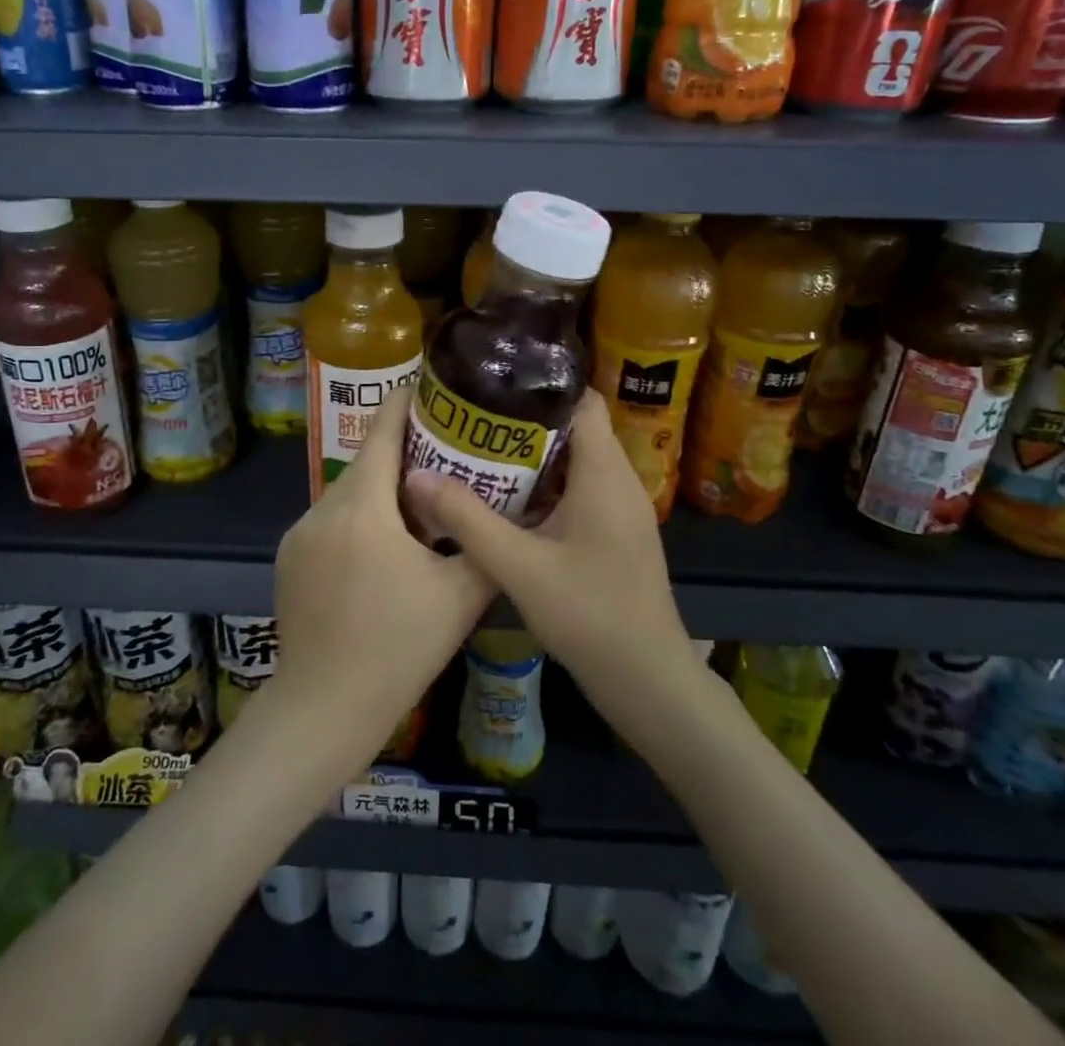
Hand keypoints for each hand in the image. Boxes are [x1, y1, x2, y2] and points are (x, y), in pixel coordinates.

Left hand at [270, 387, 494, 769]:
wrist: (324, 707)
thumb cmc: (398, 648)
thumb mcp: (460, 595)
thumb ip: (483, 542)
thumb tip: (507, 510)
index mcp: (363, 507)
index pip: (384, 431)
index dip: (408, 403)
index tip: (434, 389)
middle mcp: (323, 508)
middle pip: (367, 462)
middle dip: (404, 453)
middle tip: (446, 456)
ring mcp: (298, 533)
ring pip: (348, 493)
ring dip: (380, 491)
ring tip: (419, 507)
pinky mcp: (288, 558)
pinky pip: (329, 521)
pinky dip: (357, 519)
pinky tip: (380, 551)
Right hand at [402, 392, 691, 714]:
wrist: (647, 681)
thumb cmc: (590, 615)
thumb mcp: (519, 567)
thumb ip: (467, 519)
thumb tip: (416, 476)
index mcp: (604, 473)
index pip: (582, 399)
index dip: (540, 384)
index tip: (492, 384)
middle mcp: (618, 479)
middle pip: (574, 426)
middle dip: (523, 419)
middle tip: (471, 418)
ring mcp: (620, 507)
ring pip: (574, 459)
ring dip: (531, 453)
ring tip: (478, 449)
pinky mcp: (615, 531)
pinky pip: (578, 488)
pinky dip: (544, 483)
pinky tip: (506, 498)